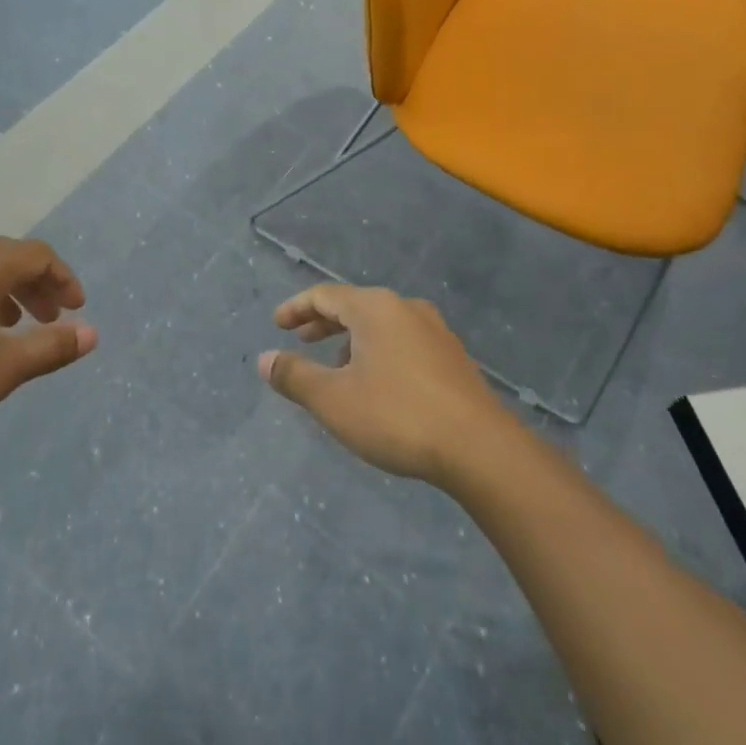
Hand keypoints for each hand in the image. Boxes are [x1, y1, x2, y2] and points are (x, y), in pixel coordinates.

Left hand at [0, 236, 94, 452]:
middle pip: (5, 257)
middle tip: (49, 320)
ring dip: (2, 292)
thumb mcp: (0, 371)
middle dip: (34, 287)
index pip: (37, 256)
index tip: (75, 310)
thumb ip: (50, 348)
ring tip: (10, 328)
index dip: (63, 280)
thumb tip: (91, 333)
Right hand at [258, 284, 511, 486]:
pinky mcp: (453, 359)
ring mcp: (435, 332)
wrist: (480, 449)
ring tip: (337, 368)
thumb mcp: (333, 400)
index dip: (297, 308)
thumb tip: (265, 359)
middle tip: (301, 340)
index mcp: (375, 308)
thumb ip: (295, 376)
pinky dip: (379, 352)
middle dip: (324, 323)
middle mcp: (406, 309)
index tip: (278, 323)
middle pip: (355, 306)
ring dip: (353, 340)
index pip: (325, 295)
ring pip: (382, 325)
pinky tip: (378, 384)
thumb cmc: (397, 415)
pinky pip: (404, 342)